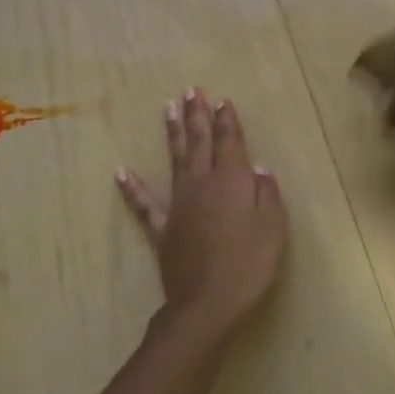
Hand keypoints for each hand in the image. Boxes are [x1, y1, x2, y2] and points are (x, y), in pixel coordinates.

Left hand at [117, 89, 287, 338]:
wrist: (209, 303)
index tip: (222, 100)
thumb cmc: (250, 263)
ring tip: (168, 108)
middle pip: (200, 143)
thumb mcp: (274, 227)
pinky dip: (132, 188)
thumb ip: (267, 194)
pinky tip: (120, 171)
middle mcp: (202, 184)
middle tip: (192, 90)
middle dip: (197, 115)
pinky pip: (145, 204)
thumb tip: (259, 169)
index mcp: (232, 181)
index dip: (227, 120)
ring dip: (173, 133)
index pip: (229, 142)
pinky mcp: (163, 229)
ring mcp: (179, 205)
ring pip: (176, 161)